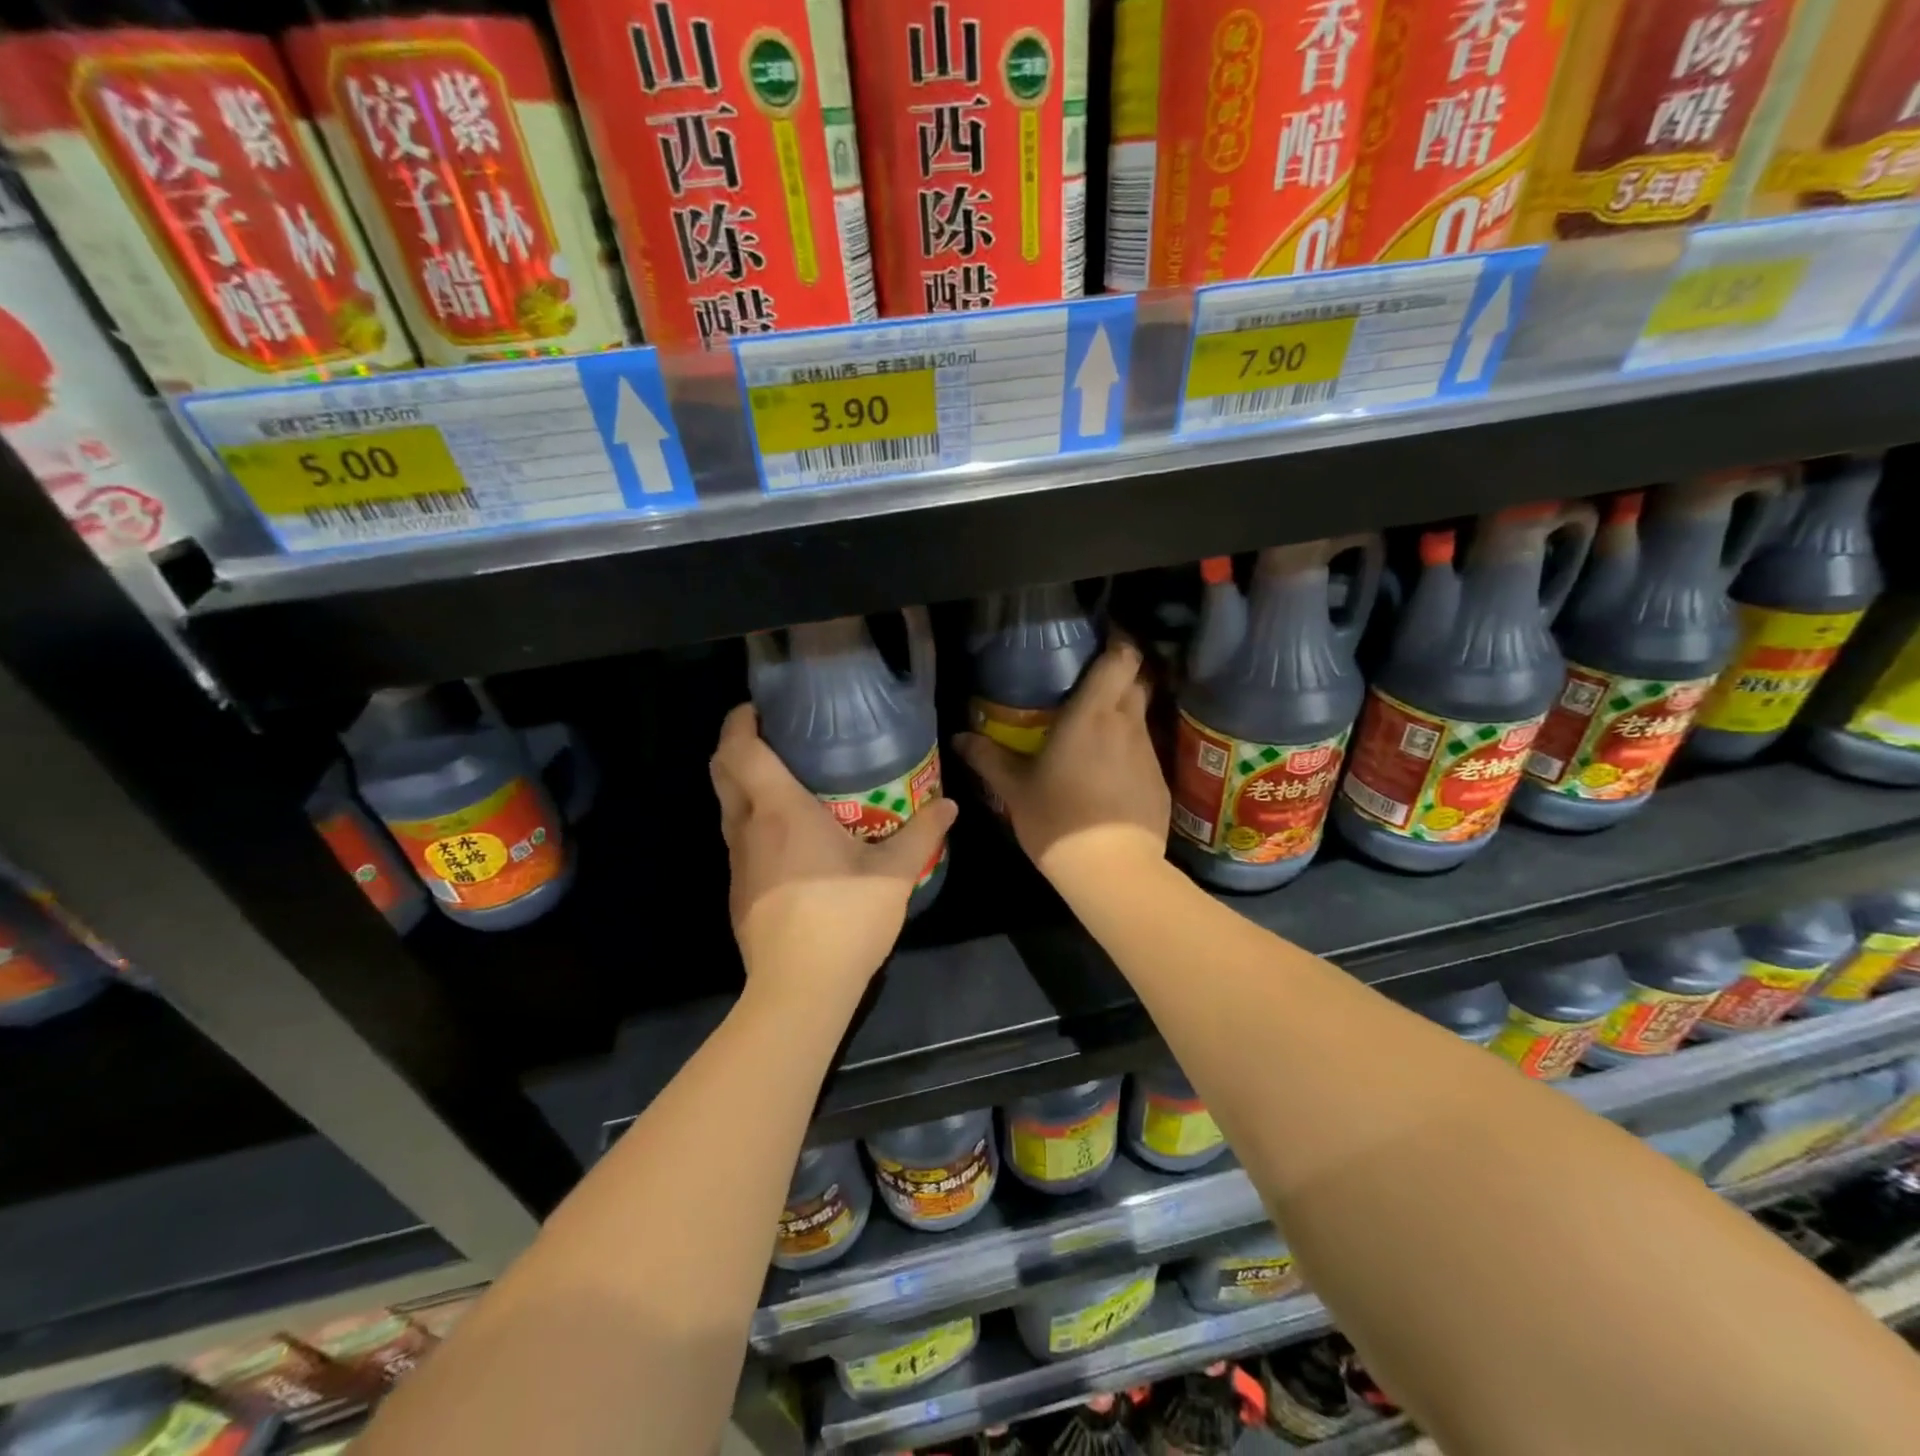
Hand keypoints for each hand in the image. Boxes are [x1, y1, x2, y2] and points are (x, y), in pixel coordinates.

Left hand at [711, 704, 957, 997]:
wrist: (800, 988)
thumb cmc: (845, 917)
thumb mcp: (895, 873)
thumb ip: (924, 832)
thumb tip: (948, 804)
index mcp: (780, 810)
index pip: (740, 750)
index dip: (740, 721)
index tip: (758, 708)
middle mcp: (748, 828)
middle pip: (722, 772)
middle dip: (736, 746)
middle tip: (774, 738)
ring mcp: (738, 862)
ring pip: (728, 808)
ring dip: (745, 786)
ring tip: (787, 783)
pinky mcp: (738, 891)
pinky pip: (739, 840)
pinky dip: (754, 822)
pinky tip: (791, 839)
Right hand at [954, 641, 1168, 891]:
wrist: (1111, 868)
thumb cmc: (1058, 818)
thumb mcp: (1014, 789)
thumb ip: (988, 758)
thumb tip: (960, 738)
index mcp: (1092, 713)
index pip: (1122, 657)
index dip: (1118, 641)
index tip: (1101, 640)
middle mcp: (1127, 723)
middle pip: (1138, 680)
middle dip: (1120, 673)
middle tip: (1091, 682)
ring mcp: (1149, 752)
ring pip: (1141, 716)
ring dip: (1123, 714)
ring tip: (1096, 729)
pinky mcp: (1160, 781)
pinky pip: (1145, 751)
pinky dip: (1129, 750)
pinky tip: (1109, 773)